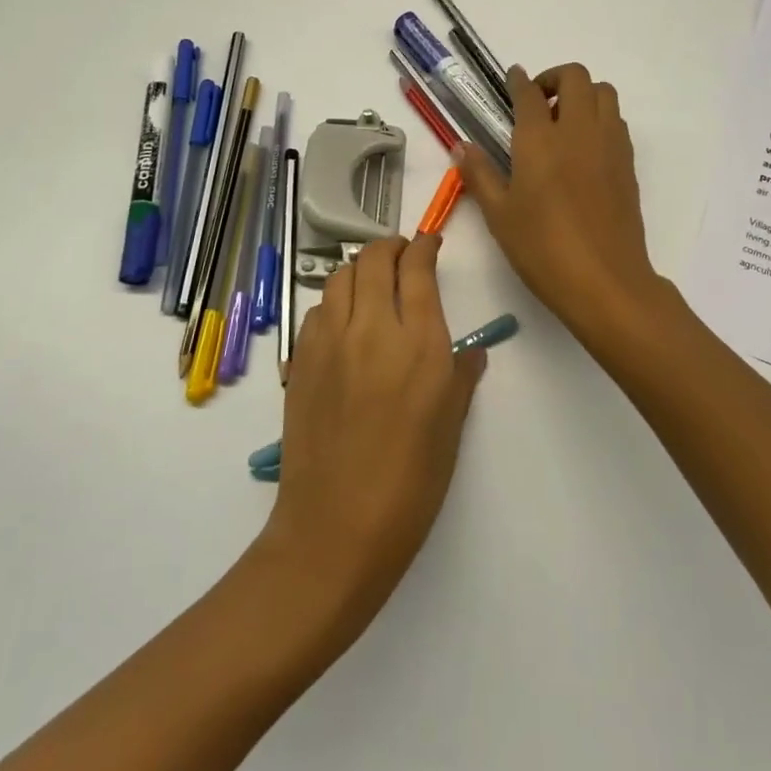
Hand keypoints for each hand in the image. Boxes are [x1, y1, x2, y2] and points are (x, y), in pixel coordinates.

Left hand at [262, 235, 484, 627]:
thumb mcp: (451, 427)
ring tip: (373, 284)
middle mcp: (373, 329)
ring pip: (339, 277)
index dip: (424, 246)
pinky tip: (344, 325)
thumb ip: (461, 376)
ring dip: (359, 269)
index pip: (417, 268)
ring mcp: (329, 343)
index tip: (430, 242)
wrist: (337, 528)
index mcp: (419, 344)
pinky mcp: (300, 362)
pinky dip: (334, 302)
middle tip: (402, 256)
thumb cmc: (410, 484)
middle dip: (390, 247)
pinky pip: (317, 311)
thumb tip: (470, 351)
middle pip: (373, 259)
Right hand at [457, 64, 662, 334]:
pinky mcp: (627, 164)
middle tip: (537, 102)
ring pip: (604, 93)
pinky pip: (617, 121)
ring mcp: (609, 144)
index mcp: (540, 139)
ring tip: (563, 121)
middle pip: (575, 77)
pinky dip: (600, 117)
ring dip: (583, 94)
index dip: (519, 80)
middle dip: (554, 78)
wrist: (605, 281)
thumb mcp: (499, 214)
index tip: (512, 79)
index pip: (529, 92)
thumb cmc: (542, 248)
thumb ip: (480, 174)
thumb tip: (461, 146)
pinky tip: (584, 148)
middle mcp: (578, 130)